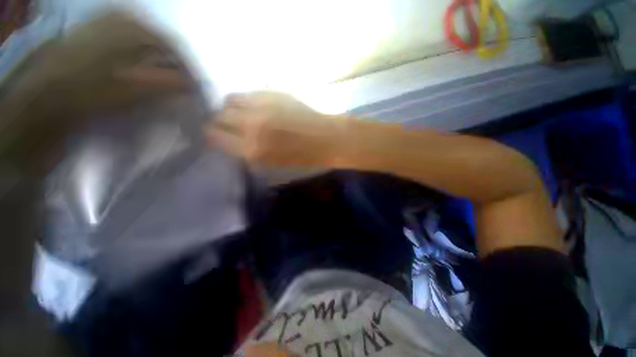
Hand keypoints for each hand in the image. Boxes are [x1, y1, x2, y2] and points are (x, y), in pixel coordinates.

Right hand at [207, 92, 347, 166]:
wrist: (324, 138)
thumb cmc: (301, 156)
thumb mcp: (271, 162)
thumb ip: (248, 151)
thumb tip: (231, 140)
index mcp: (252, 150)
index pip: (216, 136)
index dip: (214, 134)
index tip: (216, 134)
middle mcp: (251, 126)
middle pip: (220, 116)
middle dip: (220, 121)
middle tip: (228, 123)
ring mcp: (261, 107)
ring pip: (230, 100)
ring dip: (231, 107)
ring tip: (241, 112)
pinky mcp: (271, 93)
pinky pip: (248, 93)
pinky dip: (246, 99)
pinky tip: (255, 105)